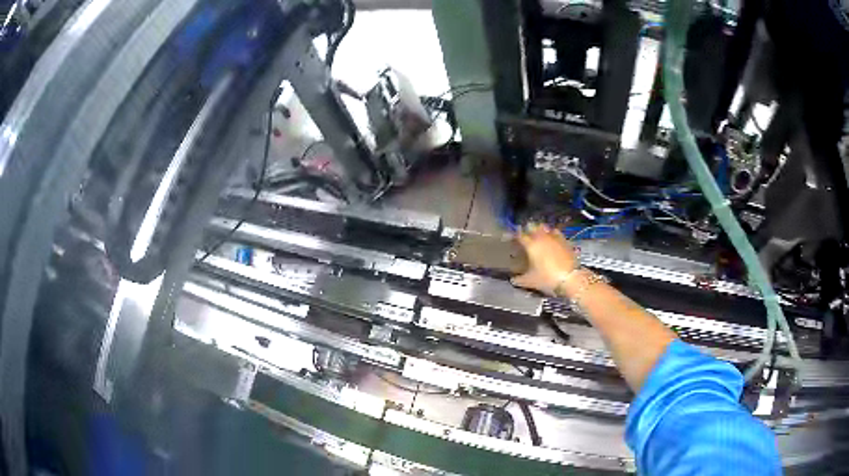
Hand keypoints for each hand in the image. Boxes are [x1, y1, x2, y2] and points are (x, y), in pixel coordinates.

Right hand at [511, 224, 579, 295]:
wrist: (570, 278)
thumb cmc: (547, 278)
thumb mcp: (530, 281)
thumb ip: (519, 280)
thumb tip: (512, 280)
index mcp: (531, 245)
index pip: (519, 235)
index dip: (515, 235)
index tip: (512, 237)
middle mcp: (541, 237)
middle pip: (532, 226)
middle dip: (528, 229)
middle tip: (525, 235)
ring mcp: (554, 237)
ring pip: (544, 227)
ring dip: (540, 229)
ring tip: (538, 235)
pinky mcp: (564, 240)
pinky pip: (556, 232)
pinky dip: (552, 233)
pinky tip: (552, 239)